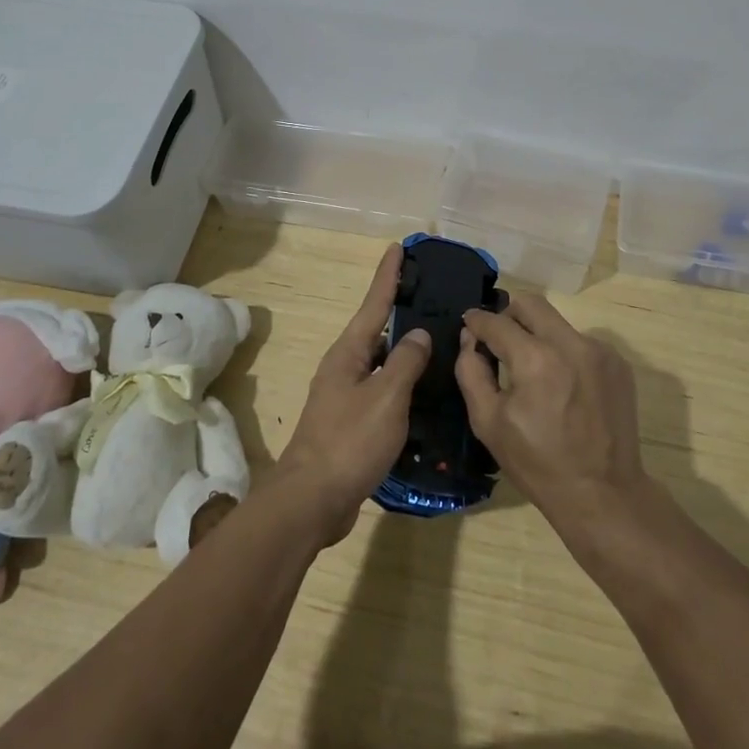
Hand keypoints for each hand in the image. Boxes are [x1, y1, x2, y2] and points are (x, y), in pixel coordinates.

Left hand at [272, 244, 430, 545]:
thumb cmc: (349, 441)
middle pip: (377, 329)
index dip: (388, 275)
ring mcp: (346, 396)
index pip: (374, 303)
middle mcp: (344, 367)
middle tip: (431, 294)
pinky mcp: (352, 424)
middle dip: (400, 309)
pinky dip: (404, 383)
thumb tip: (418, 333)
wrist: (311, 501)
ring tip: (437, 338)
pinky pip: (383, 391)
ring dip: (405, 349)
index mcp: (348, 353)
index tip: (399, 247)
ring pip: (382, 362)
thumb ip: (406, 362)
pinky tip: (425, 391)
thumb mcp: (385, 397)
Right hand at [457, 294, 645, 534]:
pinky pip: (581, 343)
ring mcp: (599, 351)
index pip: (497, 322)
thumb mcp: (488, 423)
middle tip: (499, 339)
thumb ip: (472, 372)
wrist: (603, 494)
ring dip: (539, 336)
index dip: (477, 321)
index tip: (470, 325)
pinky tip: (563, 387)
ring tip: (534, 373)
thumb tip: (470, 338)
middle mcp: (571, 343)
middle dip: (508, 315)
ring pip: (557, 324)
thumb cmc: (538, 463)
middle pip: (531, 304)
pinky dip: (564, 354)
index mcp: (535, 359)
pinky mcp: (618, 364)